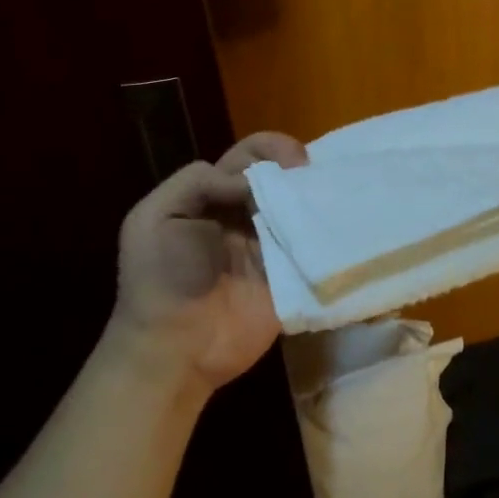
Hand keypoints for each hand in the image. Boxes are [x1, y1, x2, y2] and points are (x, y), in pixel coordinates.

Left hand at [105, 132, 308, 398]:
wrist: (175, 348)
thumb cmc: (162, 279)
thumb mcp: (156, 218)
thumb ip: (198, 183)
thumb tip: (253, 181)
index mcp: (215, 197)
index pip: (250, 157)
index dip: (271, 149)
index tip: (291, 160)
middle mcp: (249, 216)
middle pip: (284, 179)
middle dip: (303, 170)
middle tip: (315, 179)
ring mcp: (276, 246)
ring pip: (305, 209)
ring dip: (320, 199)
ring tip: (334, 198)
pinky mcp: (296, 275)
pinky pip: (318, 247)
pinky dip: (332, 234)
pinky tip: (342, 225)